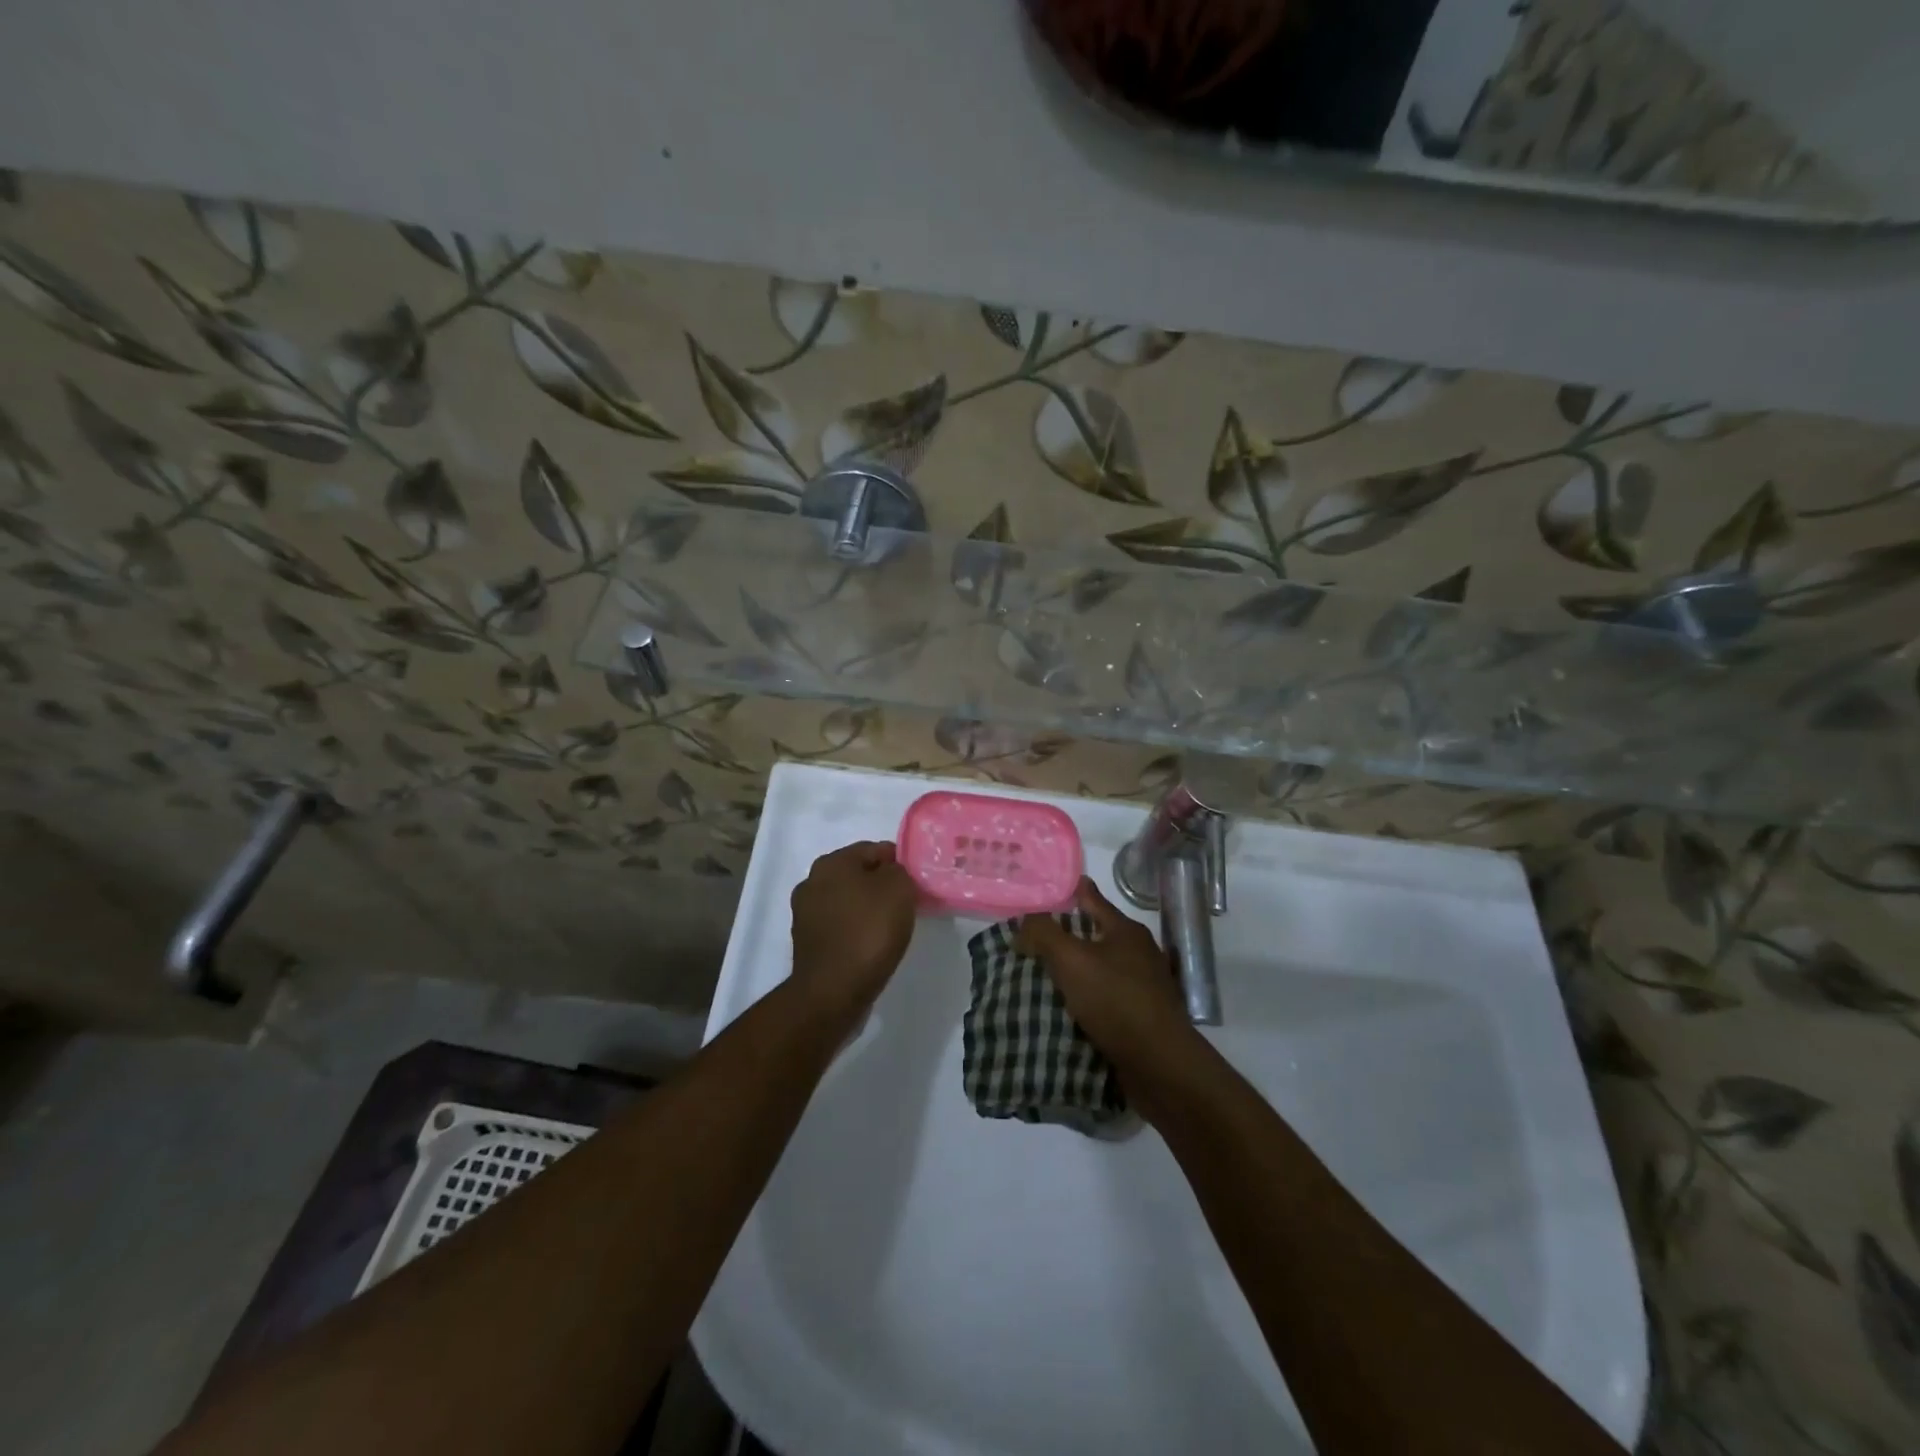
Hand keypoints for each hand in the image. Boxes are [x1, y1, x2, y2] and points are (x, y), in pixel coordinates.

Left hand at [789, 840, 917, 1020]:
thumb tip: (890, 874)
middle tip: (905, 904)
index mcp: (831, 862)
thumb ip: (899, 871)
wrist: (833, 990)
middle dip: (880, 885)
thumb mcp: (899, 889)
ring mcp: (804, 913)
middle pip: (857, 875)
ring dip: (866, 909)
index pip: (873, 849)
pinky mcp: (806, 942)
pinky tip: (871, 945)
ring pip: (847, 901)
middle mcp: (811, 881)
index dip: (898, 862)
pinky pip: (839, 926)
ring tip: (890, 928)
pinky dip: (855, 930)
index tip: (916, 882)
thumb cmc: (869, 931)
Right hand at [1018, 877, 1202, 1117]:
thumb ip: (1044, 935)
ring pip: (1099, 969)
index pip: (1091, 899)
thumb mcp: (1072, 960)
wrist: (1159, 1065)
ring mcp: (1143, 986)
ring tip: (1041, 977)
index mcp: (1126, 930)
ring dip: (1074, 972)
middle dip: (1066, 936)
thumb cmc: (1116, 1001)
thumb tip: (1023, 925)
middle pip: (1095, 934)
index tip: (1044, 889)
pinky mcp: (1141, 1017)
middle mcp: (1138, 953)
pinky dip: (1084, 999)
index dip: (1068, 891)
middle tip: (1031, 940)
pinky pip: (1105, 999)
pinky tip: (1064, 1009)